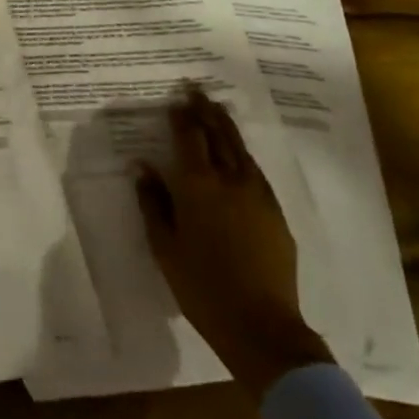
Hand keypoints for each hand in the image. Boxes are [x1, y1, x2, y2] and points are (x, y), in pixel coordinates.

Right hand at [136, 86, 331, 402]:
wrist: (261, 327)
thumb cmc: (203, 288)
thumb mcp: (165, 247)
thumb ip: (153, 204)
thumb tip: (143, 167)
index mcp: (198, 185)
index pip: (189, 138)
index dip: (182, 116)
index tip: (176, 99)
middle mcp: (229, 179)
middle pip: (217, 134)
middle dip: (205, 110)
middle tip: (196, 90)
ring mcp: (257, 194)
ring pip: (240, 148)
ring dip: (226, 126)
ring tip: (217, 109)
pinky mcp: (275, 212)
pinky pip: (255, 170)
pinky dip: (243, 152)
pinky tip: (239, 153)